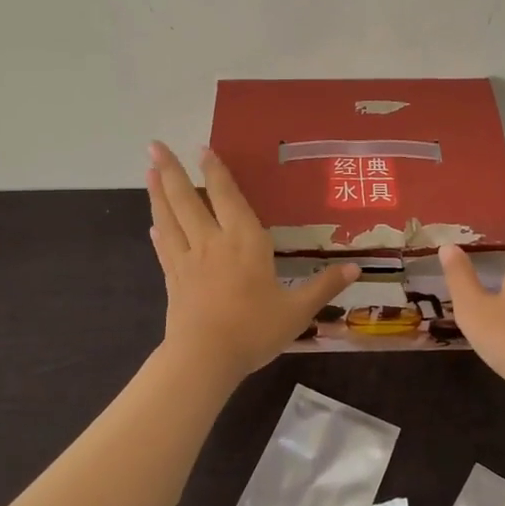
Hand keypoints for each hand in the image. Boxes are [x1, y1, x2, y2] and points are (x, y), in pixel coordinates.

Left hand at [146, 142, 359, 380]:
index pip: (227, 197)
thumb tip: (356, 268)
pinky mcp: (173, 280)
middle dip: (172, 171)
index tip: (202, 148)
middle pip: (188, 200)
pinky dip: (159, 232)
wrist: (204, 359)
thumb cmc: (254, 330)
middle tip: (154, 146)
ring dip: (158, 193)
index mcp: (245, 241)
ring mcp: (188, 260)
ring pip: (169, 218)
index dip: (215, 171)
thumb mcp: (297, 310)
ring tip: (148, 171)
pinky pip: (165, 249)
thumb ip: (324, 286)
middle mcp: (212, 242)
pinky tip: (153, 225)